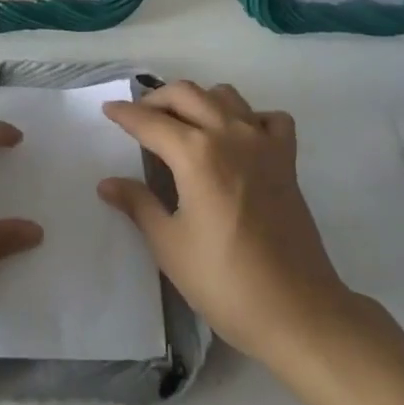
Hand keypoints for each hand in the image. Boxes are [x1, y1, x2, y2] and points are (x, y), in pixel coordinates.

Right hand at [101, 81, 352, 367]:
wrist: (296, 310)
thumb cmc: (224, 280)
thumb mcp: (169, 245)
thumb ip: (138, 204)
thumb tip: (107, 183)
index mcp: (196, 154)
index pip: (150, 121)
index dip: (125, 114)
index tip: (108, 110)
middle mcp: (230, 135)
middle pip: (187, 94)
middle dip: (157, 98)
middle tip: (139, 117)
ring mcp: (263, 144)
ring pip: (226, 96)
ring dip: (199, 100)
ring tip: (182, 123)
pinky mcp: (287, 160)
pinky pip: (269, 119)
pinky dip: (250, 117)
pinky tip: (237, 139)